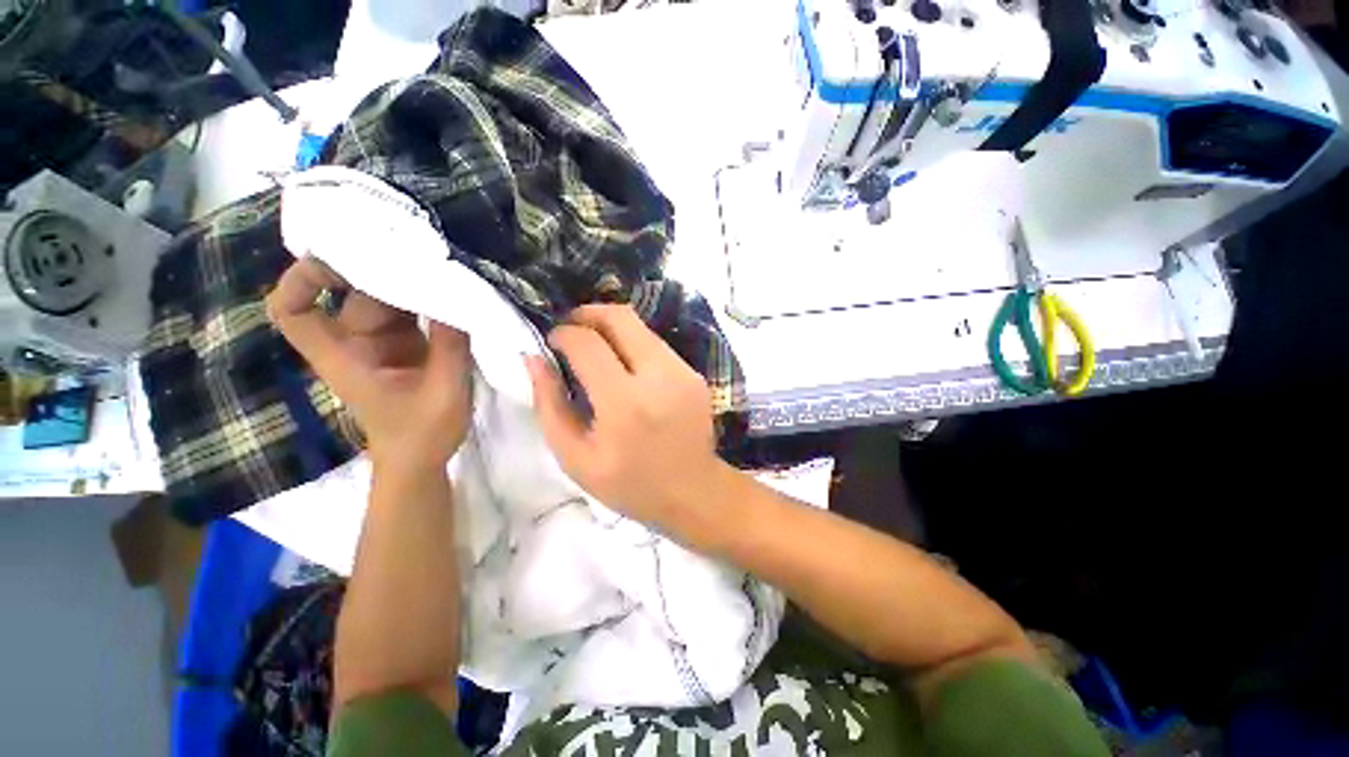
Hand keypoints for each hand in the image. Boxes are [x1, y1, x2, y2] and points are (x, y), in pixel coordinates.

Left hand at [266, 258, 472, 472]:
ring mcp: (381, 343)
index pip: (294, 313)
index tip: (339, 257)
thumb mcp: (444, 391)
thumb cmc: (423, 434)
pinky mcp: (406, 345)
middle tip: (425, 251)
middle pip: (354, 295)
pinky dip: (428, 299)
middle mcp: (355, 344)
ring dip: (412, 282)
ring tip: (447, 266)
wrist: (422, 460)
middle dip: (385, 271)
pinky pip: (411, 312)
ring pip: (386, 299)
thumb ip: (450, 345)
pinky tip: (453, 288)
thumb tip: (459, 295)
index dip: (301, 281)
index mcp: (346, 358)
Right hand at [526, 305, 730, 528]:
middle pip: (620, 317)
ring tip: (595, 349)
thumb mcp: (576, 459)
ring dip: (611, 329)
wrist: (694, 491)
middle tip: (571, 329)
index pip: (587, 343)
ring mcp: (682, 372)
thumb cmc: (631, 484)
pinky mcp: (694, 374)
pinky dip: (633, 345)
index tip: (552, 342)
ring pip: (640, 327)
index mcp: (624, 403)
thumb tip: (533, 359)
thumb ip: (549, 406)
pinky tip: (625, 368)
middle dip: (588, 313)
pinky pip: (656, 345)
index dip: (563, 333)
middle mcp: (658, 377)